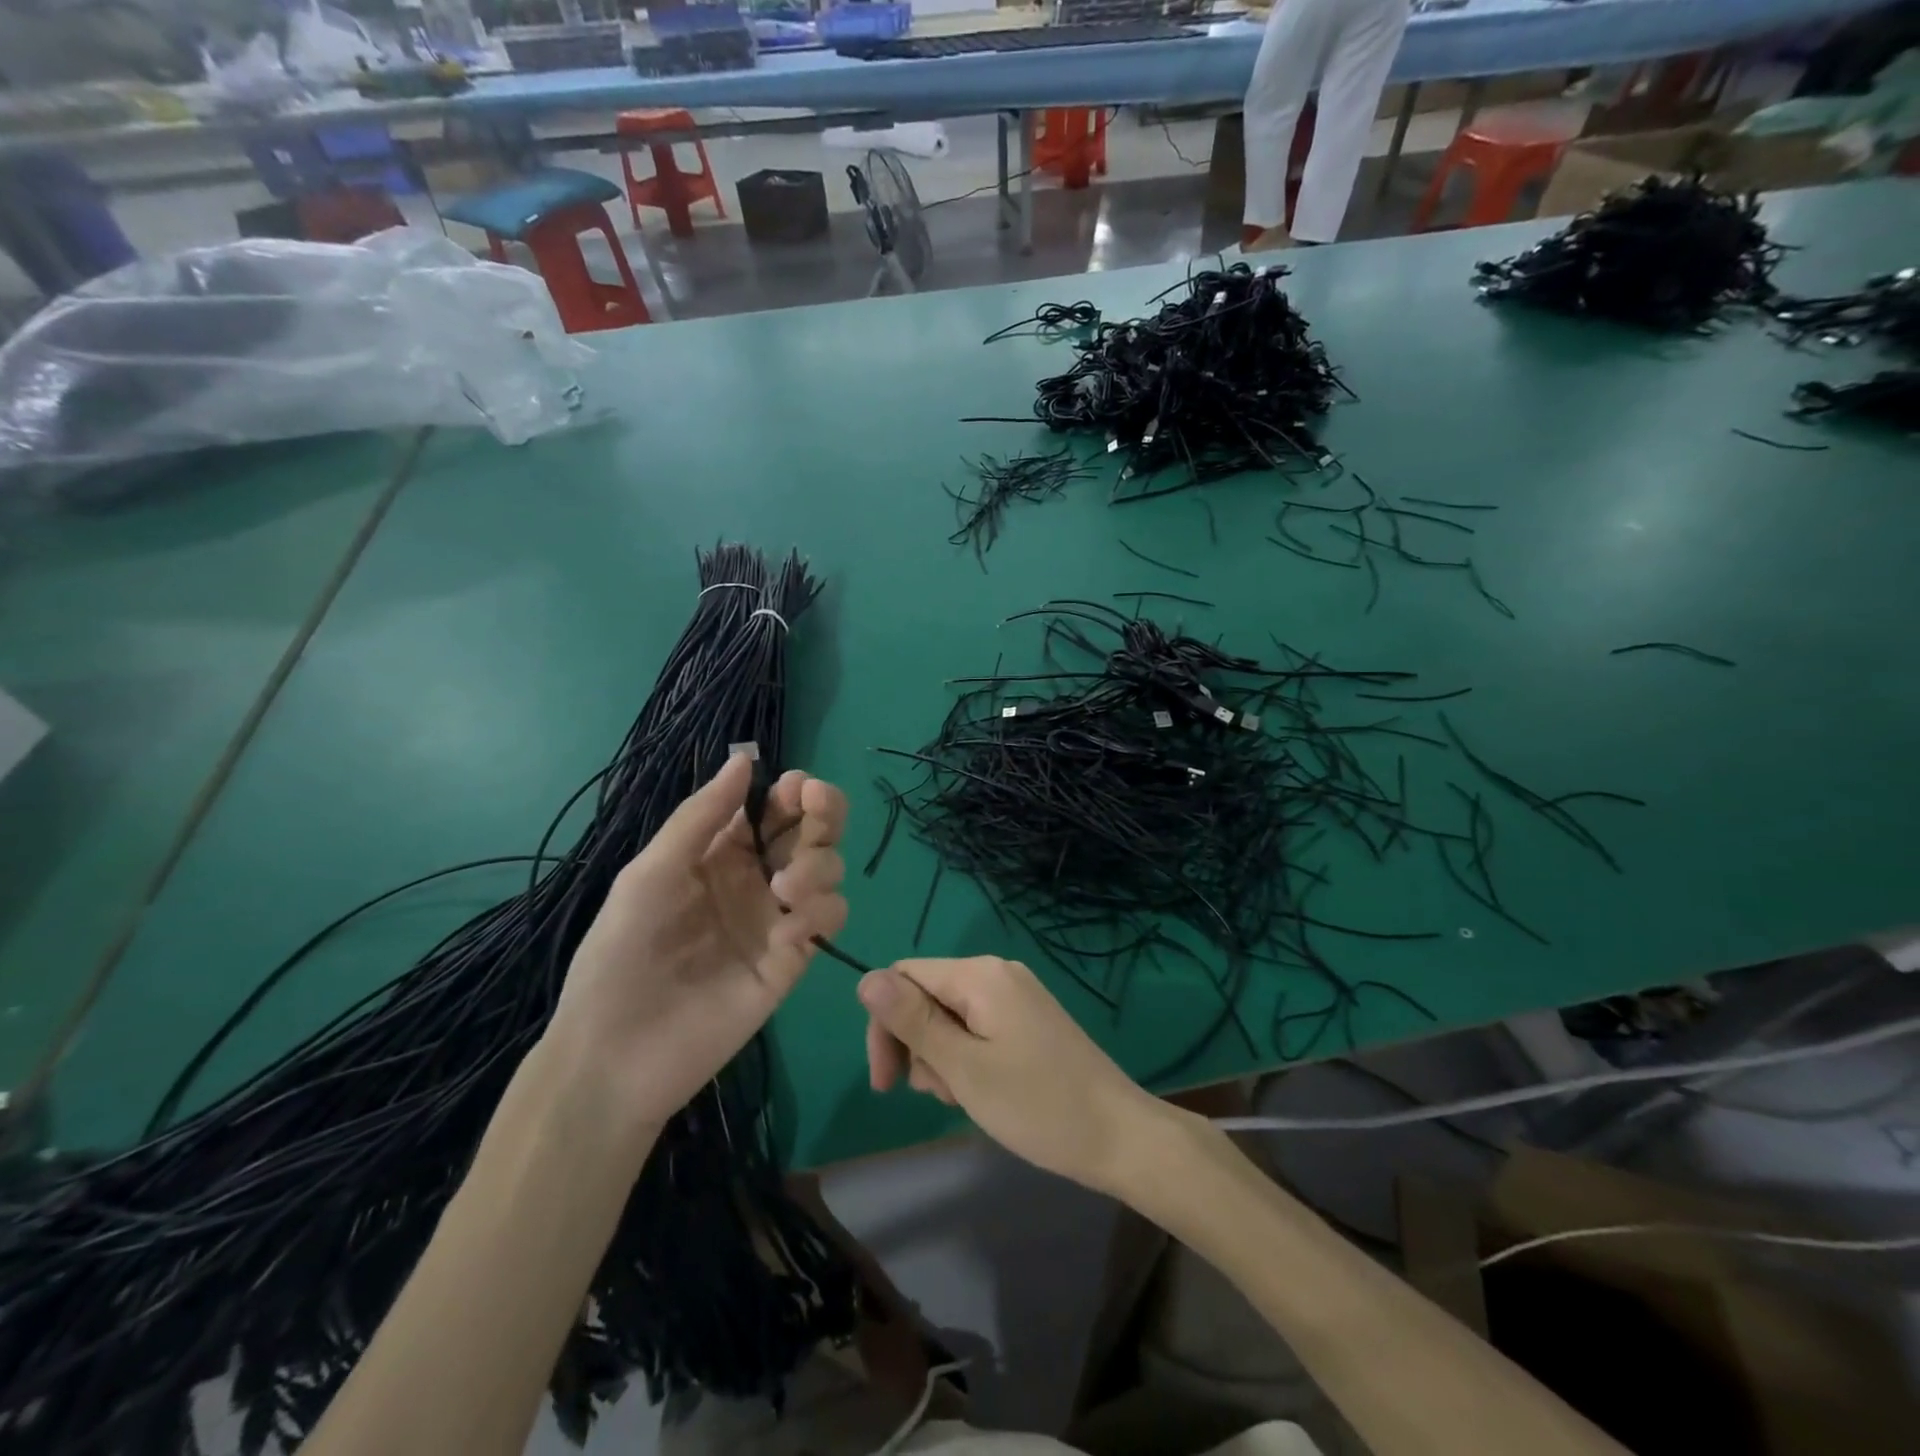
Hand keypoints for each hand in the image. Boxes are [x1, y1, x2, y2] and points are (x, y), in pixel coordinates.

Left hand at [548, 754, 847, 1134]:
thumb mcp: (651, 874)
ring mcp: (778, 919)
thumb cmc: (621, 954)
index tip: (800, 788)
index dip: (793, 791)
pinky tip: (788, 934)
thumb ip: (701, 818)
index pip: (771, 808)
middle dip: (823, 814)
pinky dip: (820, 915)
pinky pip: (828, 920)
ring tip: (785, 892)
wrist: (617, 1055)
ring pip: (829, 871)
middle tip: (815, 812)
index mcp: (719, 853)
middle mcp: (756, 879)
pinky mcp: (794, 959)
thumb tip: (745, 758)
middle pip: (811, 832)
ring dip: (820, 866)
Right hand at [857, 957, 1166, 1195]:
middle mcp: (997, 973)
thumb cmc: (1037, 1104)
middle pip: (927, 995)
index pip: (904, 977)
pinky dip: (968, 1058)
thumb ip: (912, 1021)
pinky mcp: (1029, 1019)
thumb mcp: (964, 1067)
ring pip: (950, 1016)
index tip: (886, 1082)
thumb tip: (865, 978)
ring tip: (965, 1098)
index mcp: (980, 975)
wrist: (1120, 1136)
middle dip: (917, 1045)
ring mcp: (1017, 995)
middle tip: (936, 1095)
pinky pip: (978, 1027)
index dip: (885, 1025)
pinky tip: (983, 1092)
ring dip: (942, 1057)